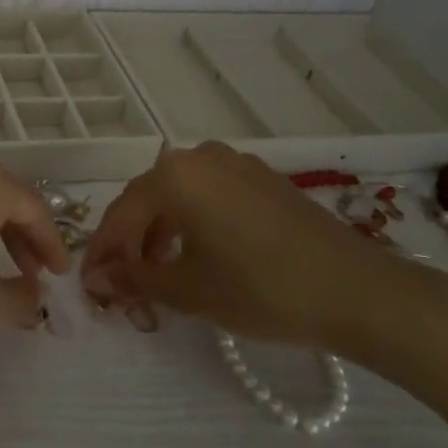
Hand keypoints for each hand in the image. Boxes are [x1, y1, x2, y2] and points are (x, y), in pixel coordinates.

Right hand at [82, 143, 444, 358]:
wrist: (358, 291)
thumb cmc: (261, 289)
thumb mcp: (188, 290)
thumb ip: (134, 279)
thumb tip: (95, 279)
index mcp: (175, 176)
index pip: (121, 213)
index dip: (102, 251)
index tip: (90, 285)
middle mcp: (200, 156)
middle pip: (148, 199)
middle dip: (131, 242)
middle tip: (123, 283)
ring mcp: (236, 163)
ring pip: (180, 195)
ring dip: (161, 231)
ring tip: (160, 273)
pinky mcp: (263, 178)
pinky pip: (211, 194)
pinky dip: (194, 222)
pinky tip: (200, 254)